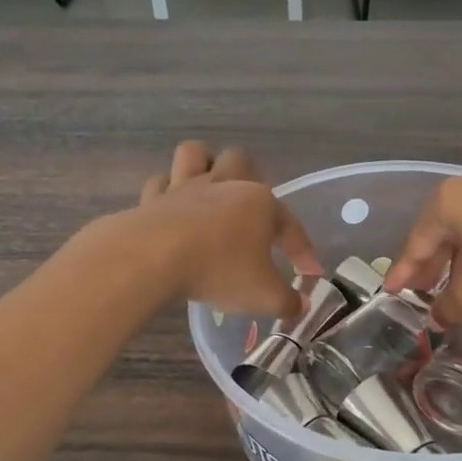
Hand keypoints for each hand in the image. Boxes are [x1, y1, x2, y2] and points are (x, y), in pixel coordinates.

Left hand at [135, 142, 320, 319]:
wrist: (152, 258)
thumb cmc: (218, 271)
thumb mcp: (263, 296)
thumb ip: (286, 301)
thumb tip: (300, 306)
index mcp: (260, 203)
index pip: (290, 225)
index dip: (303, 250)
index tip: (310, 273)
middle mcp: (224, 185)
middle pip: (241, 161)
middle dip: (249, 179)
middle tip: (250, 211)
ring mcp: (185, 187)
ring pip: (195, 154)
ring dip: (203, 165)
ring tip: (207, 188)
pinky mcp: (152, 199)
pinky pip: (160, 183)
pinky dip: (166, 193)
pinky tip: (171, 209)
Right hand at [383, 164, 461, 324]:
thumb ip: (448, 308)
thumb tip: (437, 318)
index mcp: (447, 201)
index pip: (416, 243)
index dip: (403, 273)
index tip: (391, 294)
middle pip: (441, 231)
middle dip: (431, 265)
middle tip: (422, 293)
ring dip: (458, 258)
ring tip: (455, 286)